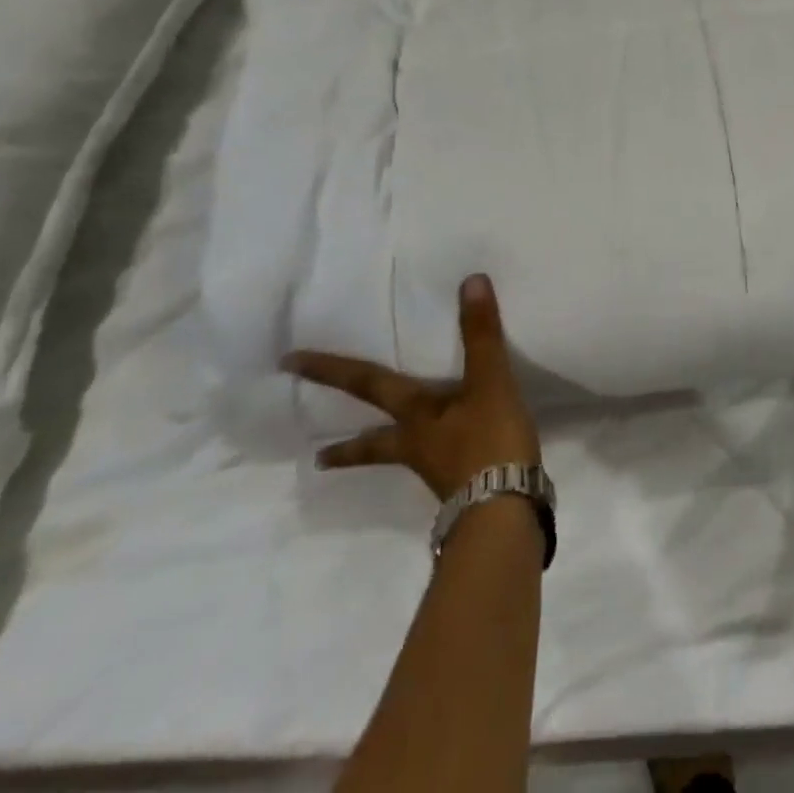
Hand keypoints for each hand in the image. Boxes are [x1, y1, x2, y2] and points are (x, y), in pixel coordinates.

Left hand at [282, 274, 540, 500]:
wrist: (504, 512)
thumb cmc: (488, 443)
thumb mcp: (489, 382)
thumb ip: (481, 334)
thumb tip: (470, 281)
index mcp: (416, 415)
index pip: (368, 384)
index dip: (331, 371)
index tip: (288, 364)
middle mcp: (417, 443)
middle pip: (374, 440)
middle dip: (346, 445)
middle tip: (316, 456)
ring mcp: (437, 469)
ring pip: (400, 457)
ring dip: (378, 456)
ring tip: (367, 459)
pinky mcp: (462, 487)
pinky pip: (437, 466)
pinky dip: (432, 458)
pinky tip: (446, 461)